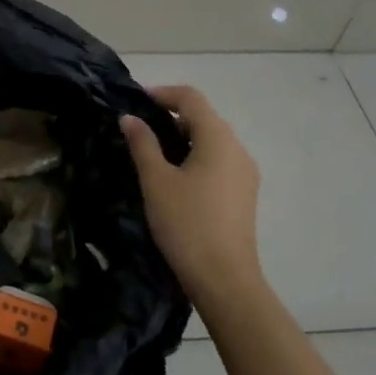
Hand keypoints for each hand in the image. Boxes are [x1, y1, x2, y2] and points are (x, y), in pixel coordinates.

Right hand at [121, 86, 262, 306]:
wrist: (224, 280)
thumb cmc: (187, 223)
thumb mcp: (156, 180)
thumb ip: (143, 143)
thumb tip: (130, 118)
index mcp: (218, 138)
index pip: (191, 98)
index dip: (162, 93)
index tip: (135, 102)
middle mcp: (237, 149)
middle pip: (203, 117)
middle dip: (170, 116)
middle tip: (138, 129)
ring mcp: (245, 173)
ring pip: (211, 141)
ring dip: (183, 138)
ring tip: (152, 154)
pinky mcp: (244, 195)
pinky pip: (218, 162)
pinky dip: (195, 158)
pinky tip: (174, 178)